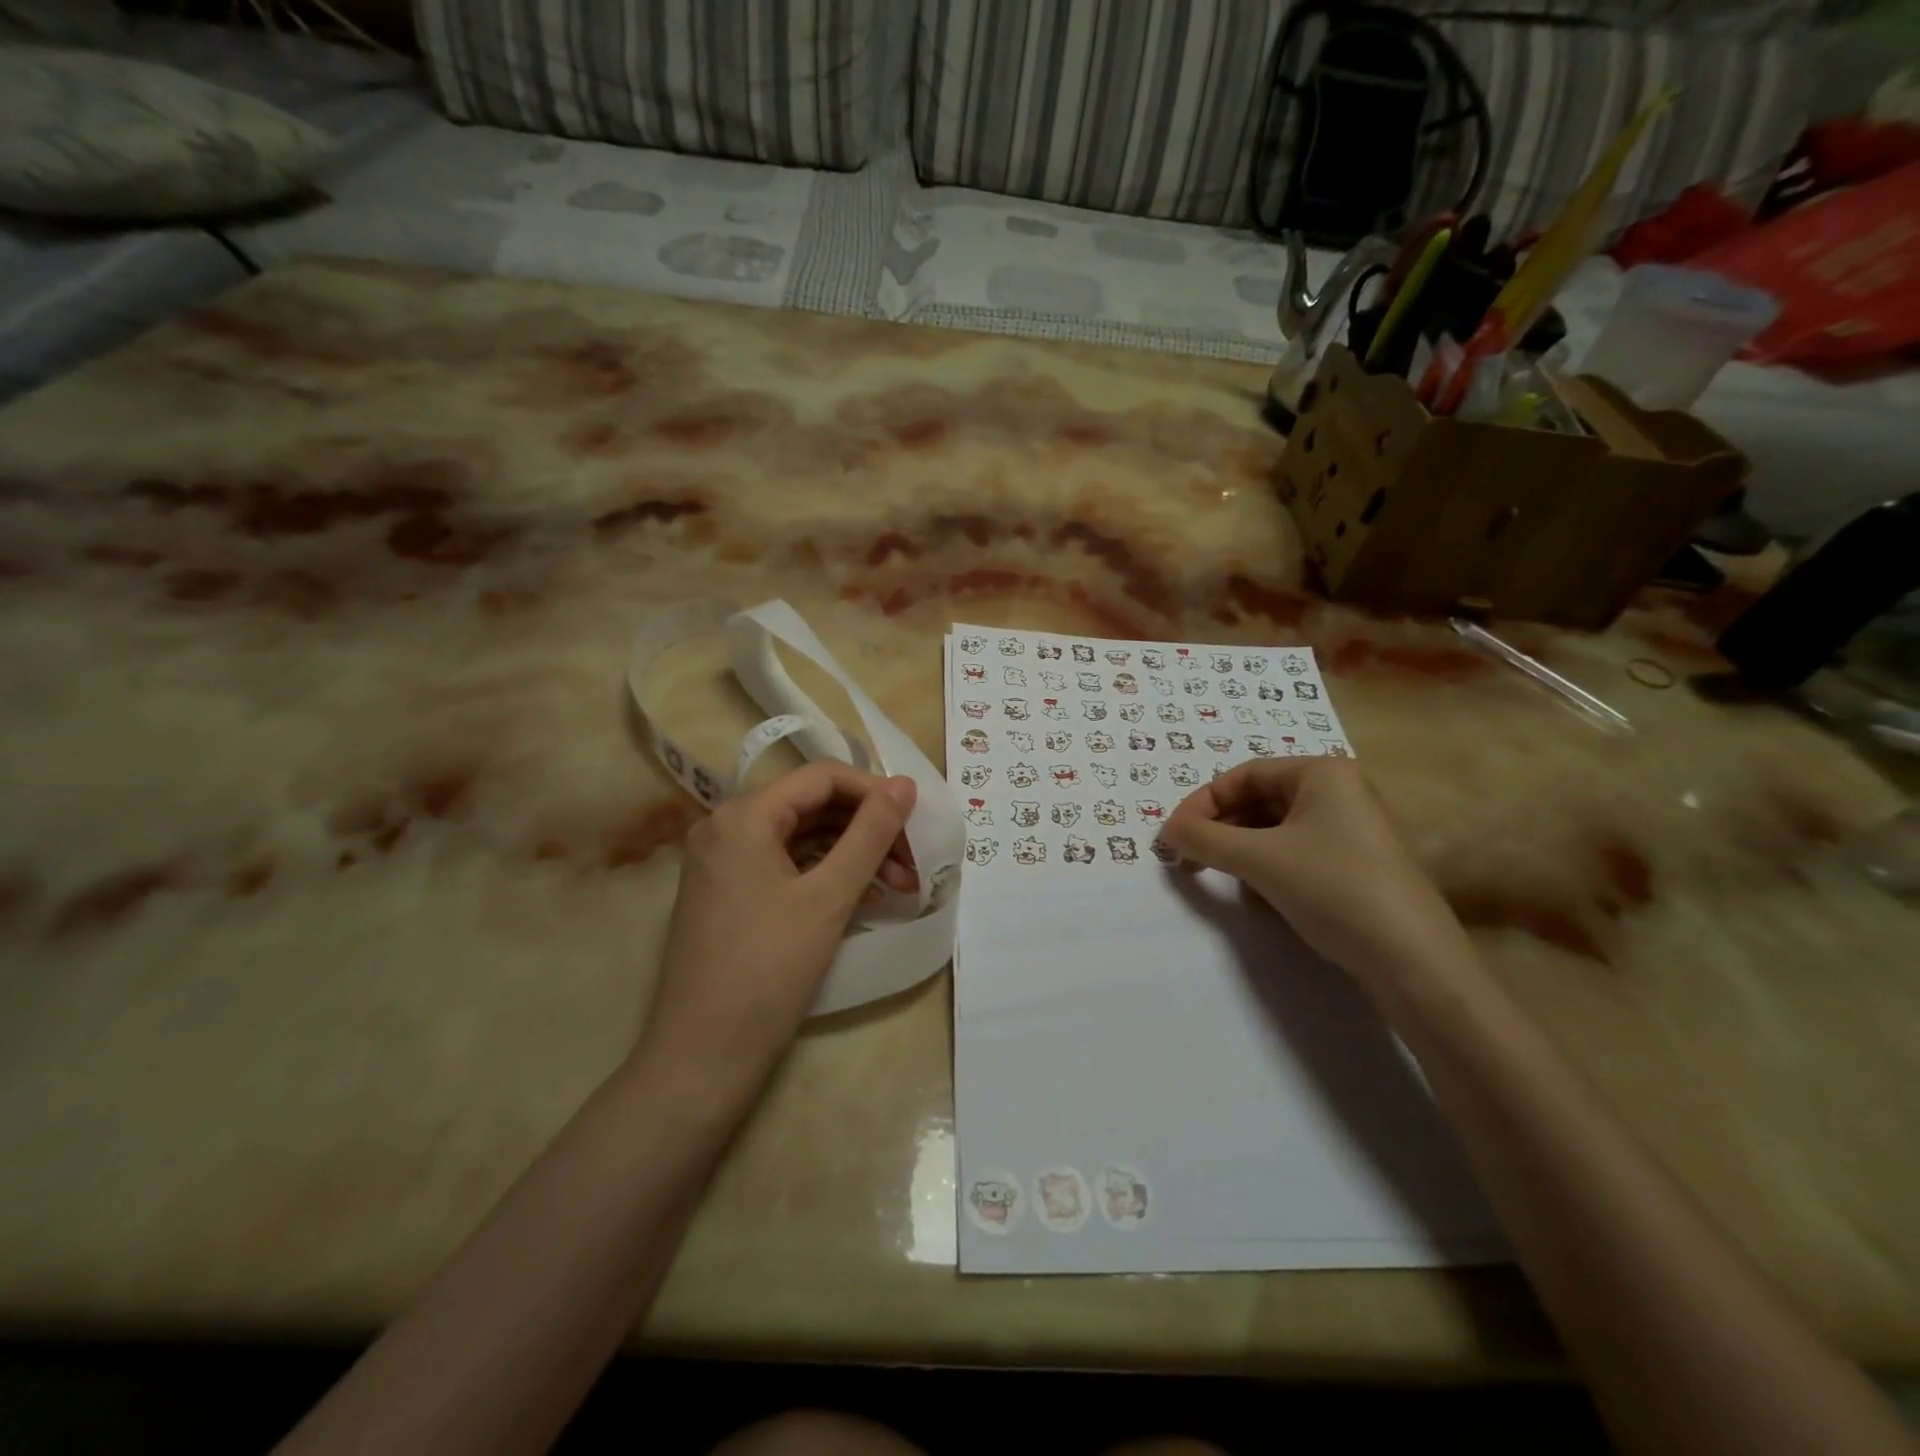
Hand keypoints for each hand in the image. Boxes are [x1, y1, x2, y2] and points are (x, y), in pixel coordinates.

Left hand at [638, 764, 917, 1107]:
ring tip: (899, 884)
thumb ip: (870, 834)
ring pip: (802, 837)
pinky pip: (786, 865)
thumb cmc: (768, 970)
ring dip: (852, 853)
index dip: (874, 791)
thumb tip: (904, 785)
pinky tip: (865, 896)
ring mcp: (723, 861)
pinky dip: (826, 874)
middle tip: (914, 860)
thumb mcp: (829, 897)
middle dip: (868, 828)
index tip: (916, 821)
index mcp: (743, 816)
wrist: (703, 1056)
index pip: (821, 777)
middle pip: (812, 806)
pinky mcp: (727, 893)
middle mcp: (725, 827)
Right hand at [1160, 758, 1471, 988]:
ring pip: (1275, 830)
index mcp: (1322, 773)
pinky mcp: (1355, 865)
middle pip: (1258, 801)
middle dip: (1220, 830)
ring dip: (1240, 851)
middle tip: (1187, 858)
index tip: (1173, 835)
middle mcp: (1339, 792)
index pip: (1243, 775)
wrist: (1412, 961)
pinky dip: (1268, 868)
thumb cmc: (1333, 889)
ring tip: (1221, 877)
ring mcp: (1351, 830)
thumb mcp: (1259, 860)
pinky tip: (1260, 896)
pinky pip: (1296, 853)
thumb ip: (1204, 839)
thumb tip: (1166, 831)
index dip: (1202, 803)